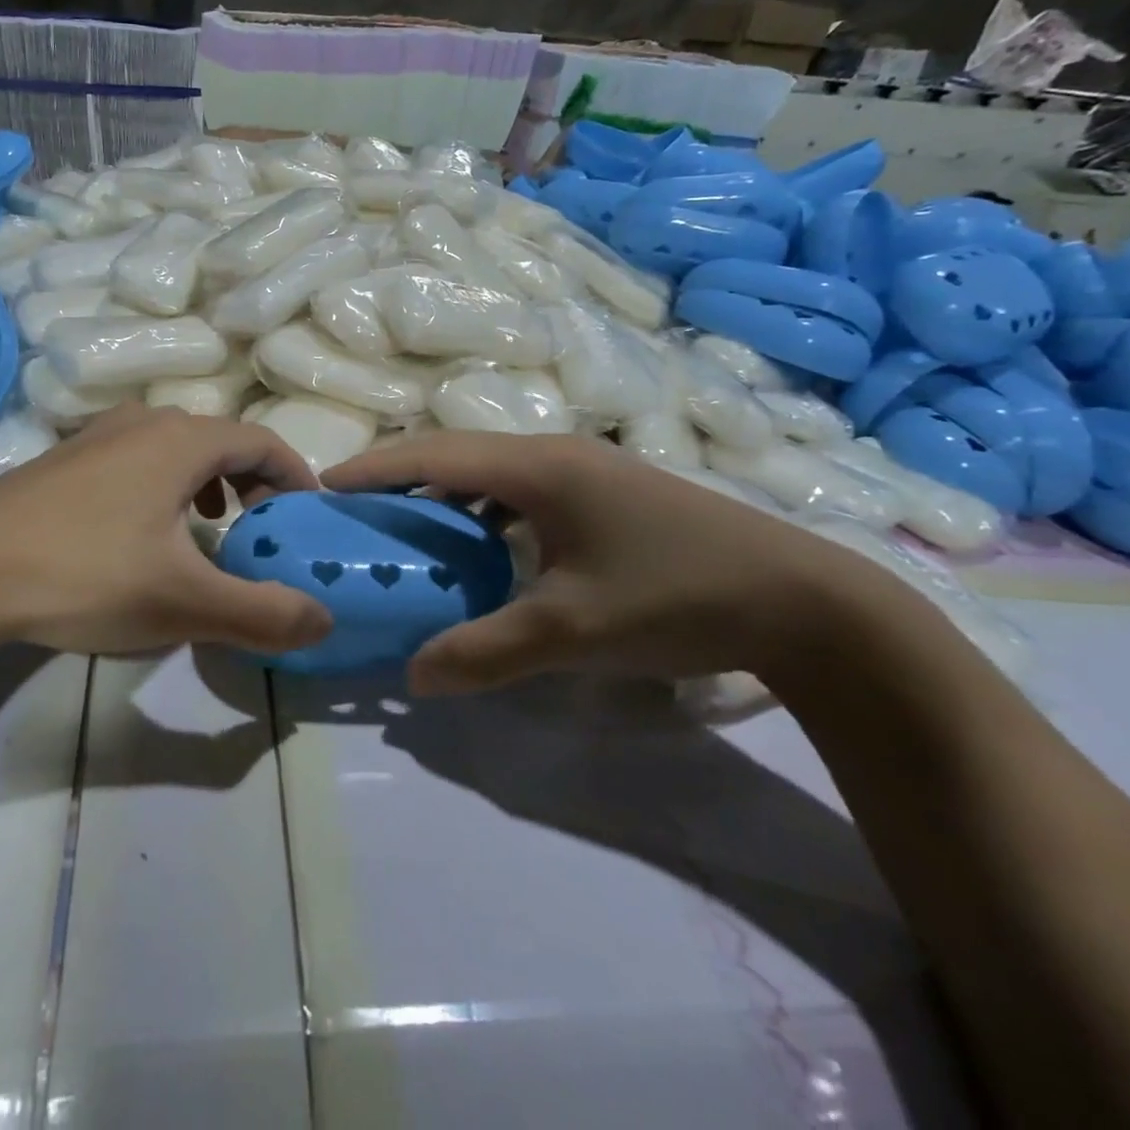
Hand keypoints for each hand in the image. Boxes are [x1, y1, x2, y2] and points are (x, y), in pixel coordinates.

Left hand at [0, 405, 333, 665]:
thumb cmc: (86, 574)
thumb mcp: (184, 604)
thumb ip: (262, 613)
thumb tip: (325, 618)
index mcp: (181, 440)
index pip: (262, 441)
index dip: (295, 476)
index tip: (308, 515)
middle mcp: (143, 422)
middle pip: (220, 439)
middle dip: (253, 481)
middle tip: (262, 528)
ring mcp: (97, 435)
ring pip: (176, 447)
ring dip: (208, 482)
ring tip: (211, 527)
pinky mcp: (64, 459)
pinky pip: (137, 458)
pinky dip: (165, 485)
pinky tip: (144, 532)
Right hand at [323, 432, 914, 696]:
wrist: (805, 602)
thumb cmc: (677, 598)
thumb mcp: (572, 633)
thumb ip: (485, 652)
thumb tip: (411, 675)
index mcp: (539, 468)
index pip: (434, 455)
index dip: (375, 467)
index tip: (325, 485)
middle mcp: (555, 454)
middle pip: (455, 454)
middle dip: (399, 477)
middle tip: (354, 511)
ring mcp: (584, 471)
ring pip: (488, 471)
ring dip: (442, 494)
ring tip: (404, 528)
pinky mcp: (603, 494)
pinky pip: (519, 490)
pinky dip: (481, 510)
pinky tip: (477, 545)